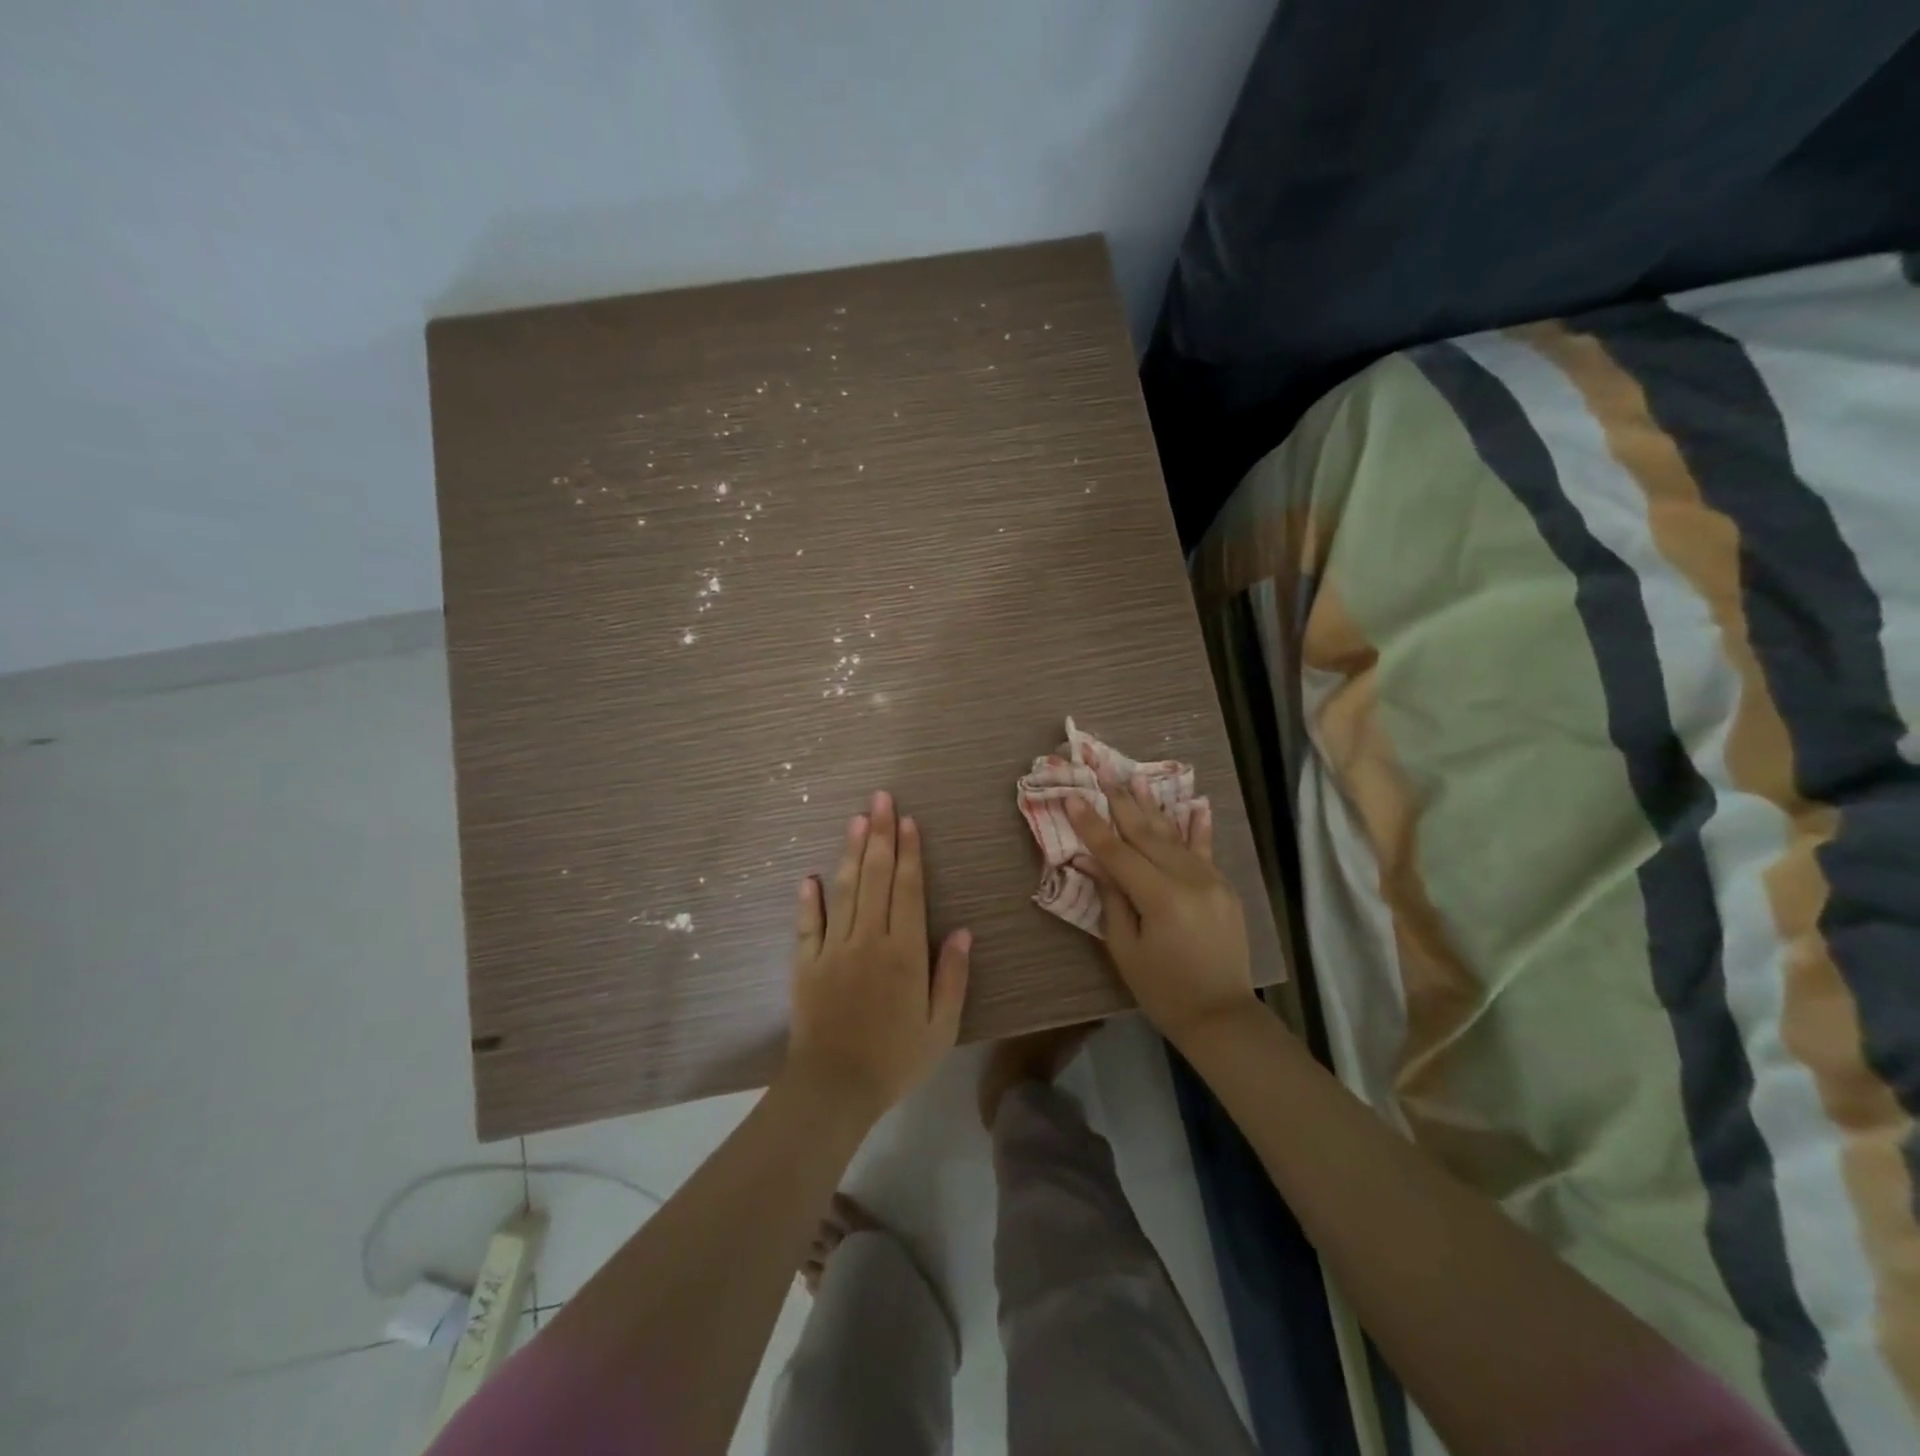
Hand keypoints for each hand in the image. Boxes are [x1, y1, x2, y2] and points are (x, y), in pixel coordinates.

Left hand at [784, 790, 971, 1121]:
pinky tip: (810, 876)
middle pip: (875, 877)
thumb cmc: (896, 1058)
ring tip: (855, 819)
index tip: (907, 820)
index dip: (909, 852)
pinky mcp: (805, 964)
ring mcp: (833, 949)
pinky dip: (809, 899)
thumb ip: (952, 976)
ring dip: (850, 853)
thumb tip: (964, 931)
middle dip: (880, 835)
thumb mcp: (942, 1026)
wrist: (835, 1088)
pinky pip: (807, 924)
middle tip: (880, 798)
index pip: (908, 889)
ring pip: (844, 891)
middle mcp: (869, 939)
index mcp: (904, 952)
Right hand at [1066, 776, 1256, 1044]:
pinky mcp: (1223, 887)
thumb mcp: (1125, 949)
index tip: (1072, 797)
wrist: (1221, 1016)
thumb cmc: (1163, 990)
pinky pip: (1204, 850)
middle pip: (1146, 833)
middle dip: (1121, 803)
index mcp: (1161, 897)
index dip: (1091, 824)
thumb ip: (1112, 899)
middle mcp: (1189, 879)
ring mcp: (1211, 880)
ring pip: (1174, 836)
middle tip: (1102, 773)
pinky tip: (1194, 803)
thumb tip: (1095, 863)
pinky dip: (1196, 827)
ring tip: (1136, 779)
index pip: (1117, 852)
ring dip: (1153, 807)